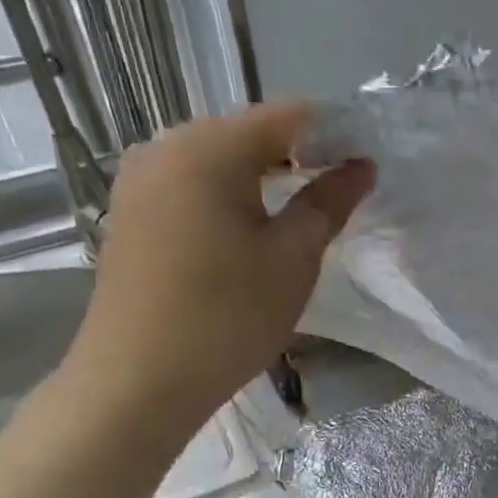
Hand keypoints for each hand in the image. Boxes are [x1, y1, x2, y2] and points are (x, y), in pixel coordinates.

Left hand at [61, 102, 373, 432]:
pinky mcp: (130, 212)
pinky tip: (248, 229)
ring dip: (263, 177)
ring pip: (218, 160)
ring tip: (299, 213)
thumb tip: (361, 167)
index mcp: (209, 148)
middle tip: (340, 192)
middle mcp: (166, 147)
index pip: (289, 116)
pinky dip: (228, 196)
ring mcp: (139, 179)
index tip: (367, 162)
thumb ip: (329, 202)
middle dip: (299, 154)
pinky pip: (191, 184)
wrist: (137, 381)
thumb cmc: (227, 316)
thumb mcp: (292, 258)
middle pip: (248, 133)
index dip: (335, 133)